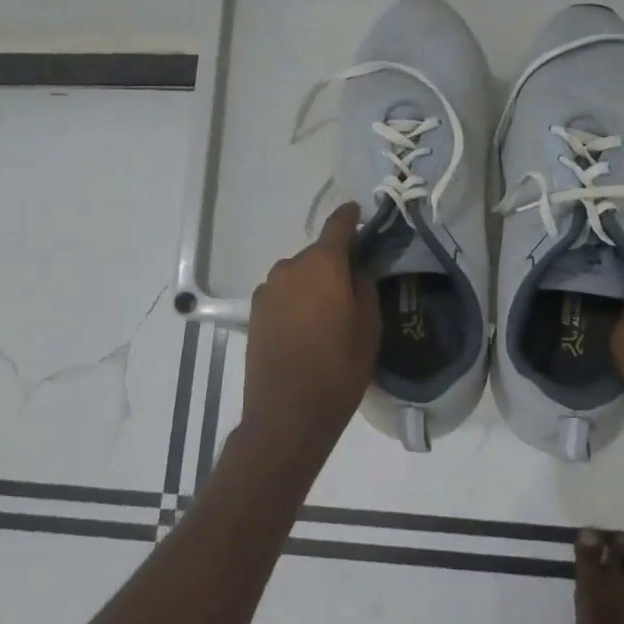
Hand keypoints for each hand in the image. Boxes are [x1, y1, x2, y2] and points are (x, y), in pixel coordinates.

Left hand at [240, 203, 379, 458]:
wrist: (288, 412)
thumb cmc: (339, 367)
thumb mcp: (369, 326)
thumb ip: (363, 286)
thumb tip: (354, 269)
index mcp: (322, 264)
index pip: (338, 226)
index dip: (350, 217)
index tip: (358, 211)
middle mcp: (289, 268)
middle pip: (317, 254)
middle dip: (334, 263)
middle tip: (351, 286)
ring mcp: (267, 290)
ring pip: (297, 276)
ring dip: (312, 284)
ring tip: (327, 314)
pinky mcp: (254, 313)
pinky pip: (283, 295)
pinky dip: (296, 301)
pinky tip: (306, 328)